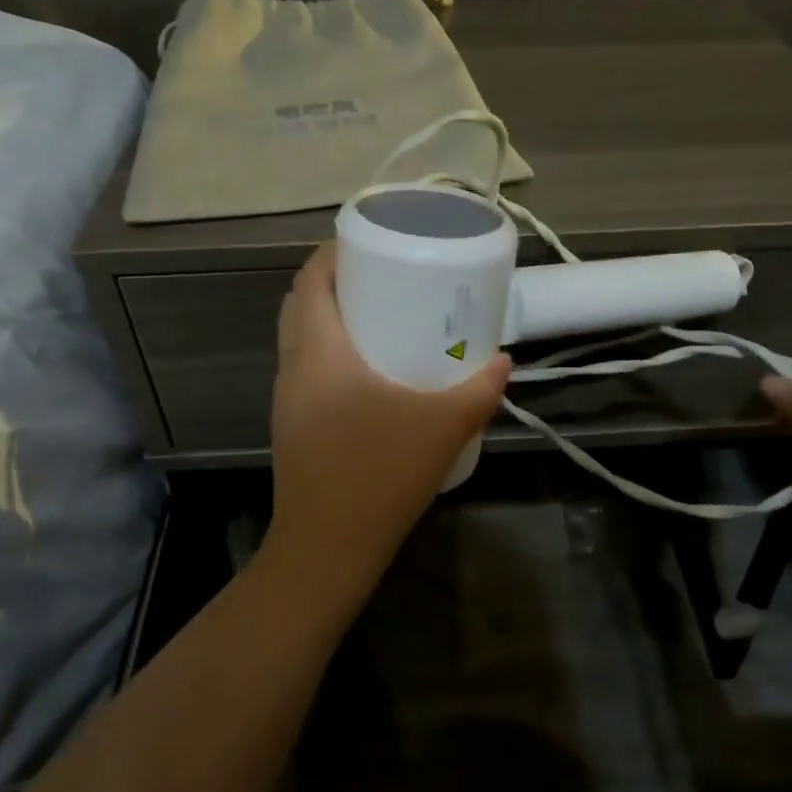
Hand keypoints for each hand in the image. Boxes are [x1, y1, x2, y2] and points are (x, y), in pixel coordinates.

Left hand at [266, 243, 511, 581]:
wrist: (327, 549)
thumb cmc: (379, 475)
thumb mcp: (443, 426)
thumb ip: (479, 389)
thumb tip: (503, 362)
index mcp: (318, 352)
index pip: (309, 280)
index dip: (333, 252)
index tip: (369, 241)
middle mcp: (293, 367)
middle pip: (300, 303)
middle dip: (334, 280)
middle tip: (381, 275)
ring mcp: (287, 399)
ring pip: (299, 337)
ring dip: (328, 316)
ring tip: (377, 314)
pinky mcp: (293, 425)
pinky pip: (305, 367)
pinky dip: (328, 350)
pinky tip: (368, 370)